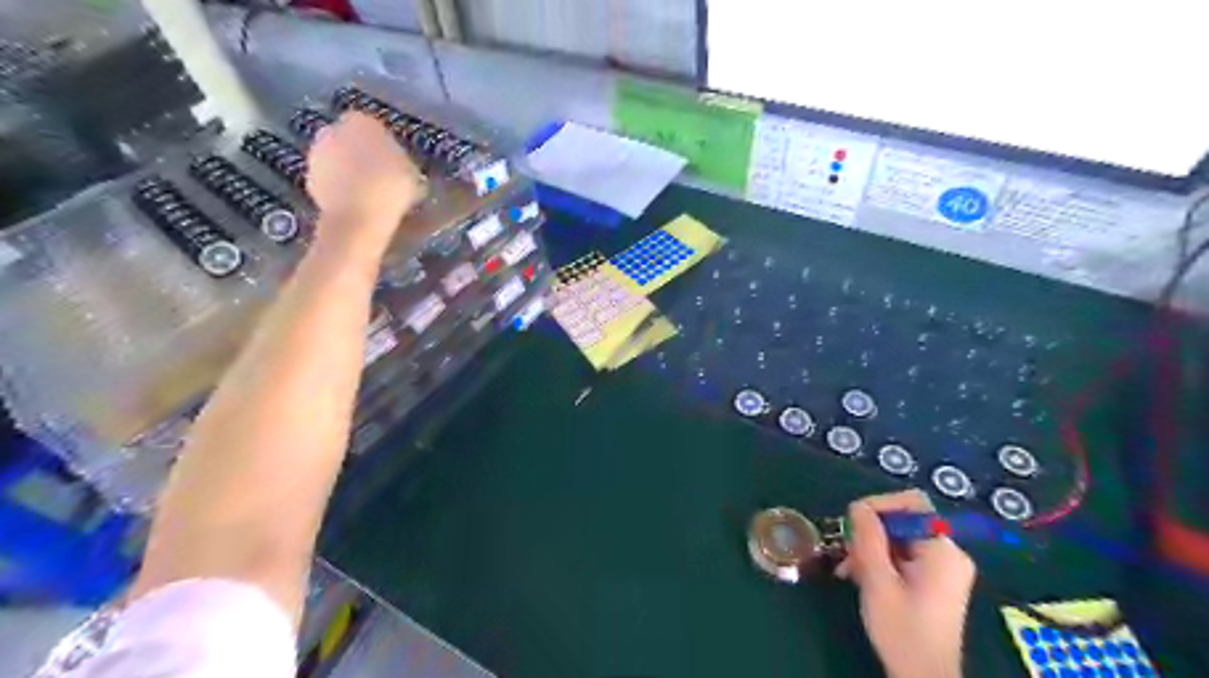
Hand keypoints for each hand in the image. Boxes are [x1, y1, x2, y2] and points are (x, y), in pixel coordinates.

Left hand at [306, 114, 426, 256]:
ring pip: (338, 161)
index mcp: (360, 121)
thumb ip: (401, 162)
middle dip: (362, 155)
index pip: (373, 126)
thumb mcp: (412, 172)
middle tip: (382, 176)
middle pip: (350, 141)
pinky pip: (332, 182)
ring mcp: (315, 156)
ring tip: (371, 194)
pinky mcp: (309, 181)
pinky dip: (342, 190)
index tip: (396, 162)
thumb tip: (399, 167)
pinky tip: (358, 205)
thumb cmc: (390, 187)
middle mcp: (332, 130)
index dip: (384, 144)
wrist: (358, 217)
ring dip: (350, 172)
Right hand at [839, 490, 976, 677]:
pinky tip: (860, 577)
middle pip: (903, 522)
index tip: (853, 523)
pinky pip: (904, 556)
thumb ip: (868, 538)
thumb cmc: (902, 630)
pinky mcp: (935, 582)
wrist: (924, 677)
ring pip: (899, 539)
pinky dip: (881, 561)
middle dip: (870, 532)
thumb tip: (858, 505)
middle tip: (846, 551)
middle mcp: (949, 553)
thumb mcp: (878, 580)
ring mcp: (944, 569)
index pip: (913, 503)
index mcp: (942, 550)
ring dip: (871, 549)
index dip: (880, 505)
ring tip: (848, 569)